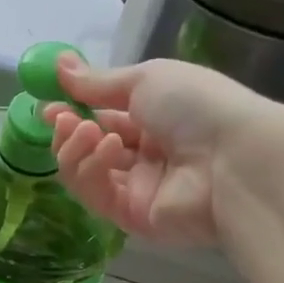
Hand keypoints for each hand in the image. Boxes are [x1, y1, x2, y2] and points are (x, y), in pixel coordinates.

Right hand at [45, 56, 283, 245]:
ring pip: (85, 173)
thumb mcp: (146, 79)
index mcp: (157, 118)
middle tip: (58, 117)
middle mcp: (147, 155)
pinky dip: (91, 170)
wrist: (235, 158)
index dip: (74, 110)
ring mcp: (139, 189)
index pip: (105, 117)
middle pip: (90, 148)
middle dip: (68, 131)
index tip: (48, 102)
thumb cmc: (196, 106)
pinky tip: (106, 150)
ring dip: (76, 148)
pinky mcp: (133, 218)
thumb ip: (98, 82)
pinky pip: (96, 196)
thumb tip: (58, 64)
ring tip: (85, 129)